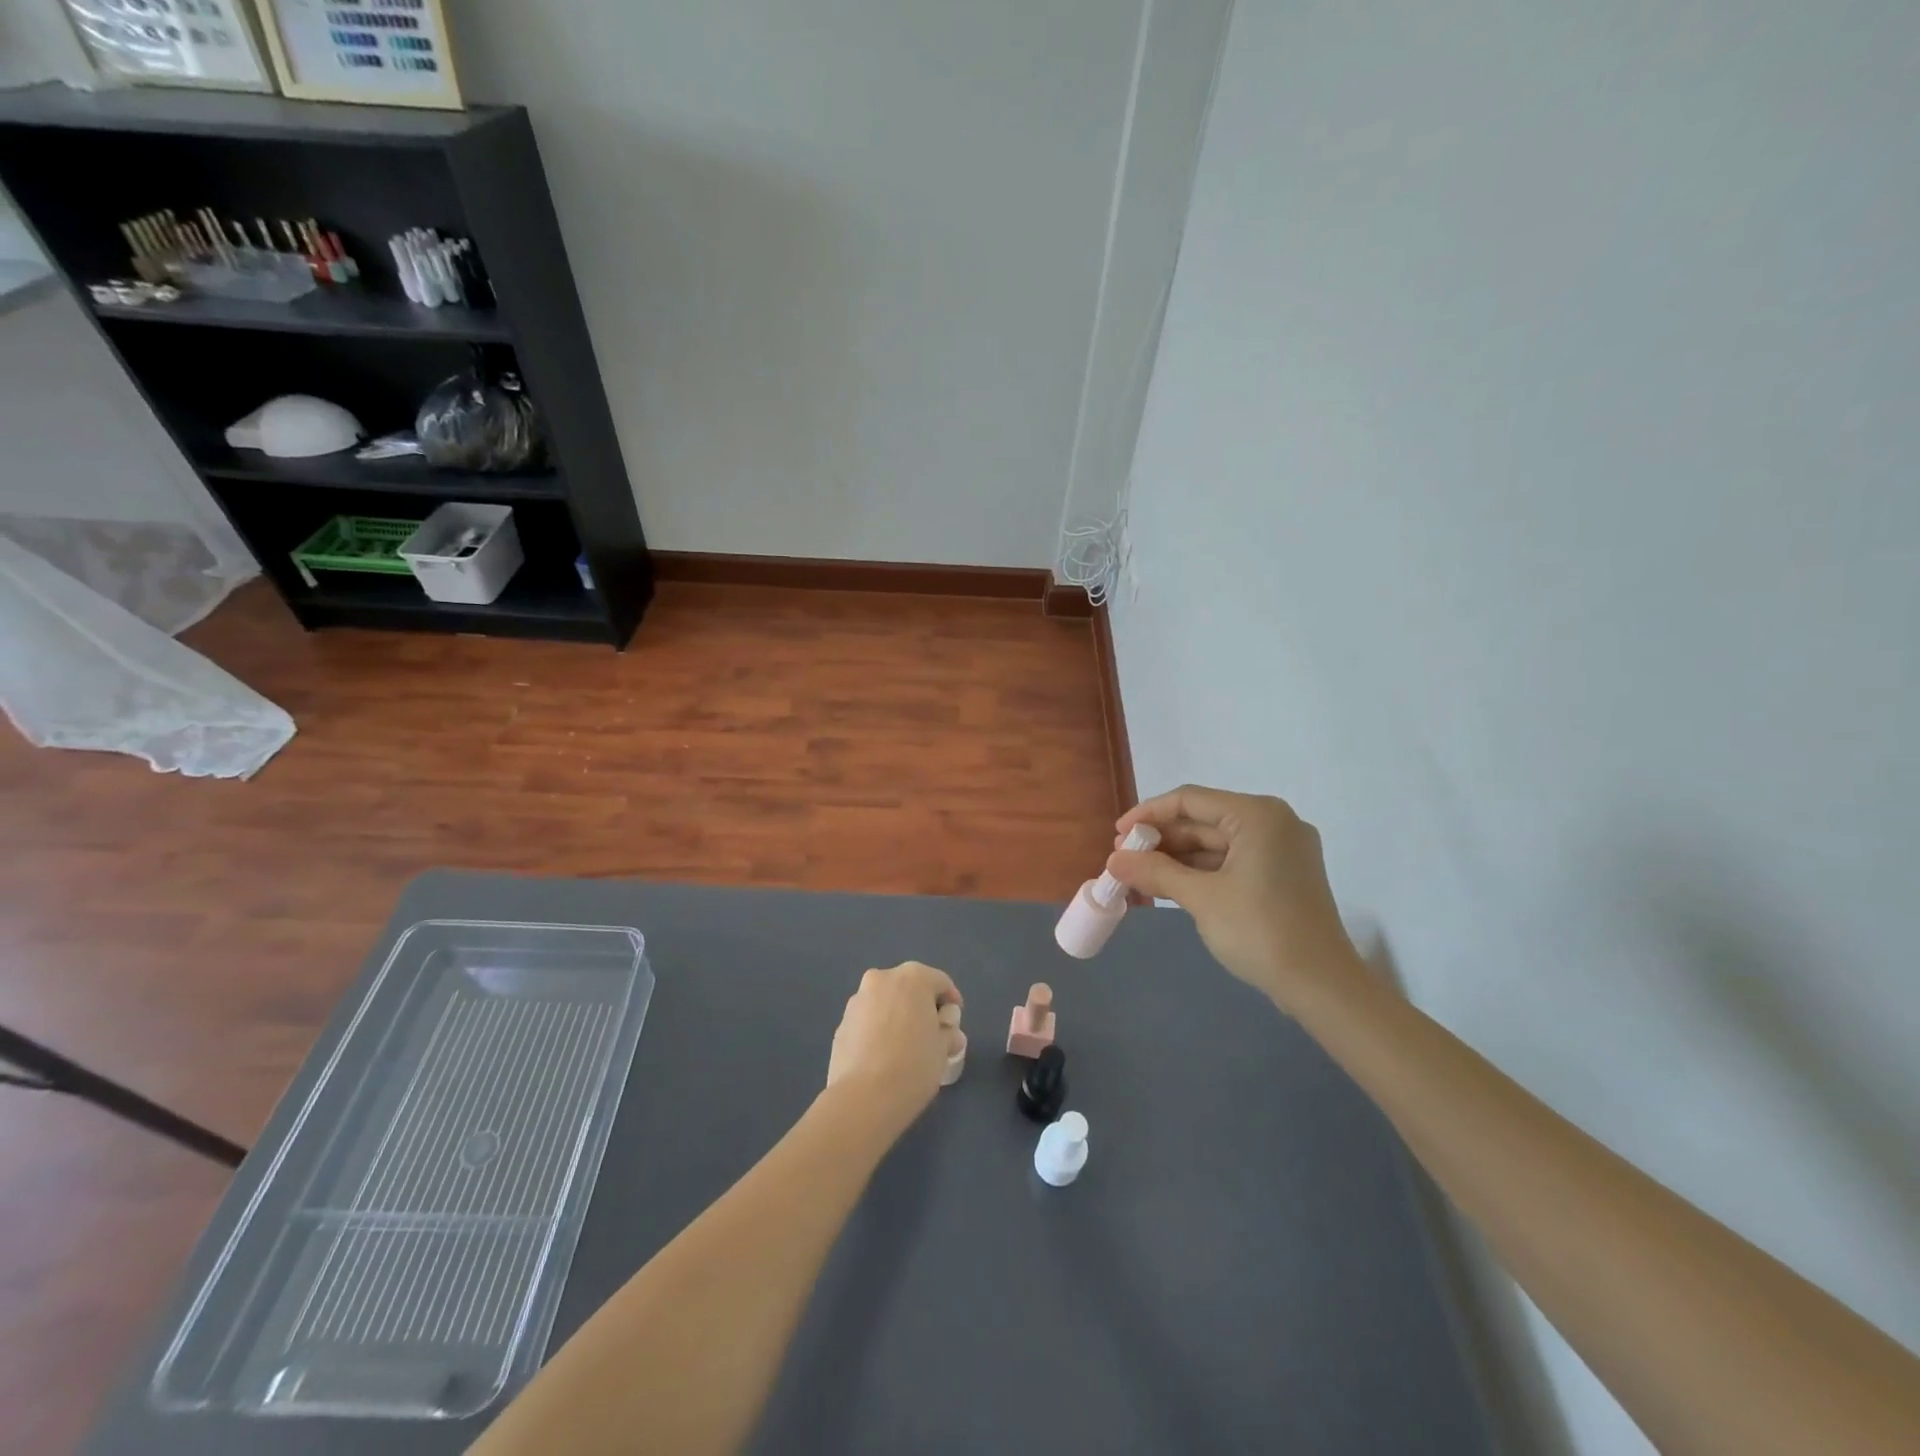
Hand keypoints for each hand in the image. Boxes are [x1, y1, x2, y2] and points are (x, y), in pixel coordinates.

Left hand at [826, 961, 961, 1127]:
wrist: (863, 1097)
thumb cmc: (913, 1065)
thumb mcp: (943, 1050)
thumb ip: (948, 1034)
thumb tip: (949, 1035)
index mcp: (913, 977)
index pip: (940, 982)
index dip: (951, 1002)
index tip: (954, 1024)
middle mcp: (882, 979)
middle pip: (909, 988)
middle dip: (921, 1006)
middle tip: (931, 1033)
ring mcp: (858, 1000)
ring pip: (885, 1002)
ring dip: (896, 1016)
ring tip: (904, 1047)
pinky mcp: (841, 1023)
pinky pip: (867, 1021)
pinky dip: (877, 1030)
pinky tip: (882, 1056)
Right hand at [1107, 786, 1362, 1015]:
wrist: (1322, 986)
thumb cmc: (1260, 930)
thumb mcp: (1201, 897)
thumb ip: (1155, 872)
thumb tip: (1113, 859)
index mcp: (1258, 815)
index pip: (1190, 800)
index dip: (1148, 815)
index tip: (1117, 835)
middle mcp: (1273, 822)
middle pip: (1204, 820)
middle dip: (1162, 839)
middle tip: (1124, 858)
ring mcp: (1282, 849)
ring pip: (1217, 842)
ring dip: (1178, 857)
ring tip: (1140, 874)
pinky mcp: (1283, 874)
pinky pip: (1232, 861)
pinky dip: (1201, 871)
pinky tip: (1171, 885)